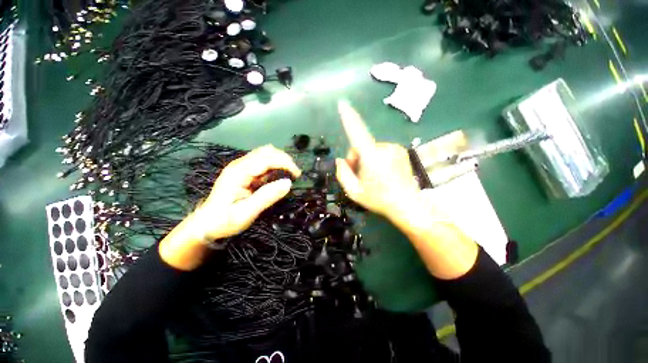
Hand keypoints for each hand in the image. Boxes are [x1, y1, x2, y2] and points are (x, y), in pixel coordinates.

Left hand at [197, 145, 301, 240]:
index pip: (267, 159)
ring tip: (290, 174)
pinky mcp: (244, 172)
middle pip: (267, 152)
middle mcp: (240, 165)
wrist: (206, 224)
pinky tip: (279, 176)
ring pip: (265, 155)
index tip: (297, 175)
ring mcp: (241, 167)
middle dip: (284, 159)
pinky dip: (274, 166)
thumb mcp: (246, 213)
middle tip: (296, 174)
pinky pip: (263, 163)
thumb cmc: (225, 221)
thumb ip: (267, 197)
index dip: (285, 163)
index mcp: (239, 172)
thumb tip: (288, 183)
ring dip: (280, 161)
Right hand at [335, 100, 420, 221]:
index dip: (349, 118)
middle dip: (356, 158)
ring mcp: (395, 148)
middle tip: (358, 175)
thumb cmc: (379, 199)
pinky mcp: (401, 151)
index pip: (357, 133)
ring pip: (371, 149)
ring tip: (372, 176)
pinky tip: (382, 173)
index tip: (343, 104)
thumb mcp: (354, 192)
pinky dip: (376, 158)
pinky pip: (381, 150)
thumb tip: (341, 160)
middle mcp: (384, 148)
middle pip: (361, 145)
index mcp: (372, 158)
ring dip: (366, 159)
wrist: (408, 205)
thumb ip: (343, 174)